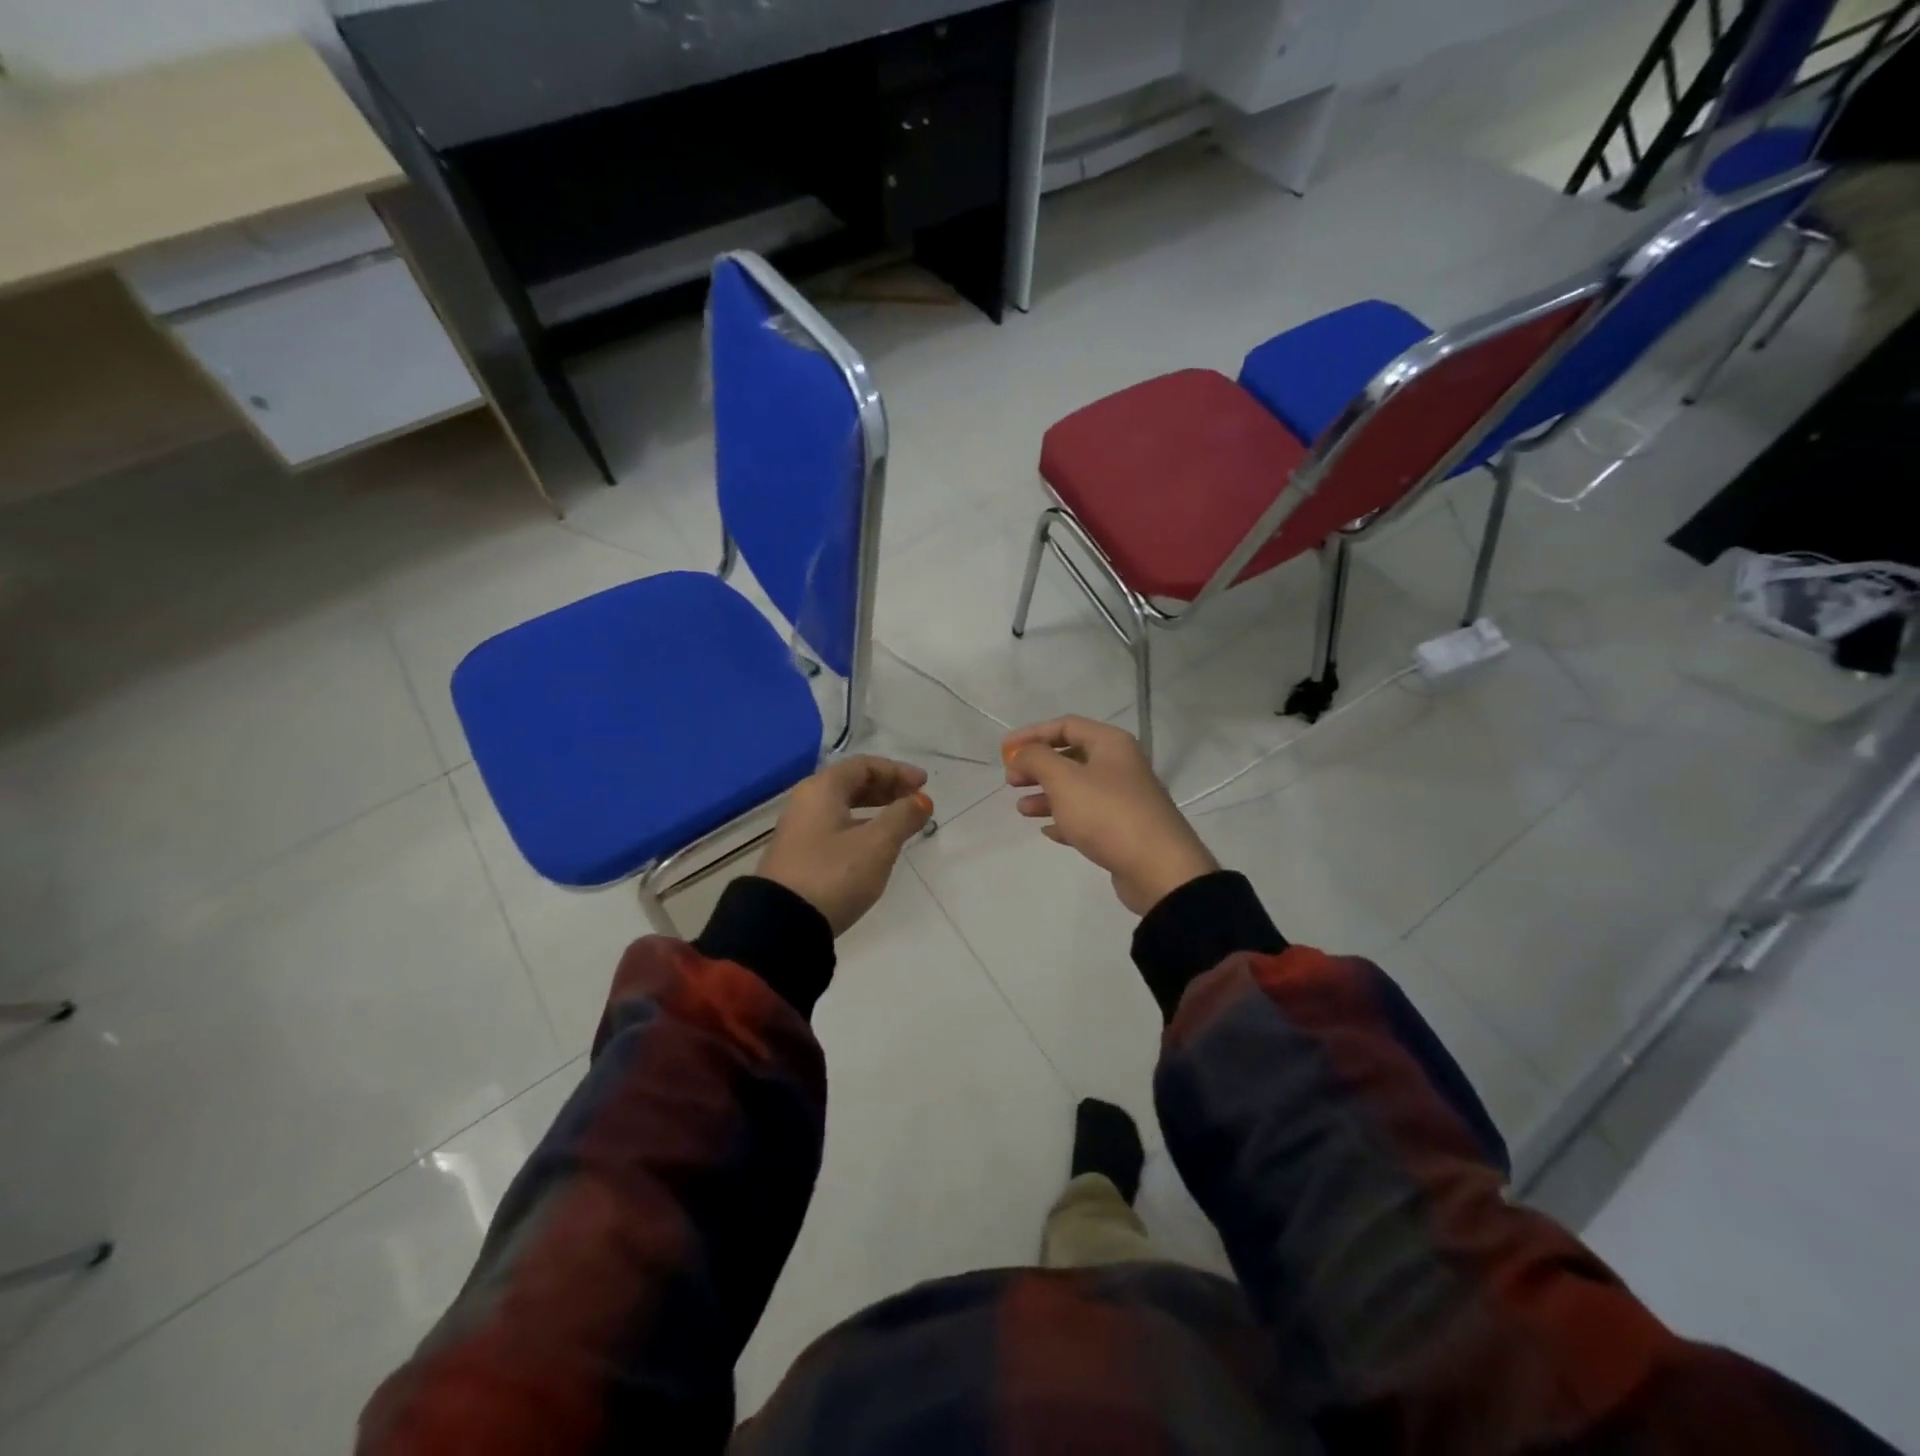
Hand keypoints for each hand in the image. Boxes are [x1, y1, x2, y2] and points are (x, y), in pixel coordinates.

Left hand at [758, 756, 933, 936]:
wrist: (782, 925)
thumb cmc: (834, 874)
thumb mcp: (877, 844)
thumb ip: (903, 817)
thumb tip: (922, 800)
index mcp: (822, 789)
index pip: (864, 766)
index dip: (897, 771)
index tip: (924, 785)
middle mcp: (806, 802)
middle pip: (851, 783)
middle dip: (886, 789)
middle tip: (914, 801)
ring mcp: (799, 830)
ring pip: (842, 807)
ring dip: (874, 809)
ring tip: (900, 823)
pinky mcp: (798, 856)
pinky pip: (834, 827)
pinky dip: (859, 827)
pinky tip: (873, 846)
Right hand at [1002, 717, 1218, 915]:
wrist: (1158, 868)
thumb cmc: (1107, 813)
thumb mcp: (1064, 780)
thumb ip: (1036, 759)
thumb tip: (1021, 754)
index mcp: (1111, 744)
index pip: (1066, 725)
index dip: (1032, 734)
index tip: (1005, 750)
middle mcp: (1120, 765)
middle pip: (1071, 756)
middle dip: (1038, 767)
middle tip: (1012, 781)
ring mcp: (1124, 799)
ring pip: (1077, 789)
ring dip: (1047, 795)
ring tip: (1022, 810)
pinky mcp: (1123, 830)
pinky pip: (1087, 817)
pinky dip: (1065, 820)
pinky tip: (1048, 831)